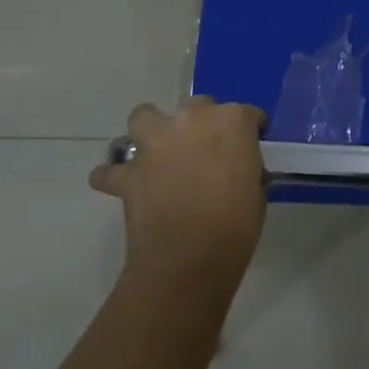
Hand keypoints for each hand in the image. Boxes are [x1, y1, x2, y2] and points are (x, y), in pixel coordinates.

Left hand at [91, 98, 267, 294]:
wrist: (188, 262)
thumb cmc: (235, 229)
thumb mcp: (256, 193)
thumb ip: (245, 167)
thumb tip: (236, 168)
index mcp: (232, 122)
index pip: (248, 114)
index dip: (250, 130)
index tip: (249, 147)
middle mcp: (193, 119)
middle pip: (199, 106)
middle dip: (203, 124)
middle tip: (207, 152)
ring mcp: (157, 142)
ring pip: (145, 116)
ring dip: (150, 128)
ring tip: (156, 148)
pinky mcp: (130, 172)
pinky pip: (112, 170)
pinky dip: (114, 175)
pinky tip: (122, 184)